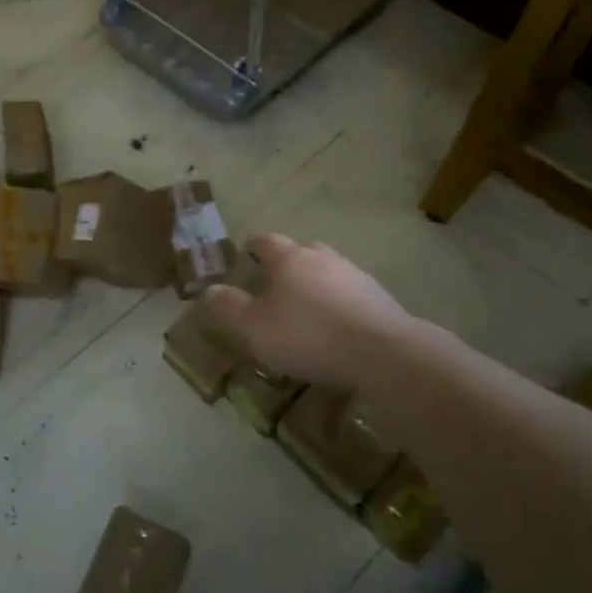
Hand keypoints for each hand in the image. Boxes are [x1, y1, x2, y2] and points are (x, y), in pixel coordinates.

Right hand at [204, 232, 416, 390]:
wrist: (382, 352)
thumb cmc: (308, 335)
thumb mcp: (256, 328)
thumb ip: (230, 307)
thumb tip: (209, 289)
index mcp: (288, 258)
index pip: (264, 240)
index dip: (252, 246)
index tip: (245, 253)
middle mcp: (320, 257)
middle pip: (299, 250)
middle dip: (285, 262)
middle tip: (274, 282)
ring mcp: (353, 273)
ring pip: (326, 269)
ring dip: (314, 282)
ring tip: (305, 306)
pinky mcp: (377, 296)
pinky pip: (348, 292)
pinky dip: (337, 301)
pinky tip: (335, 325)